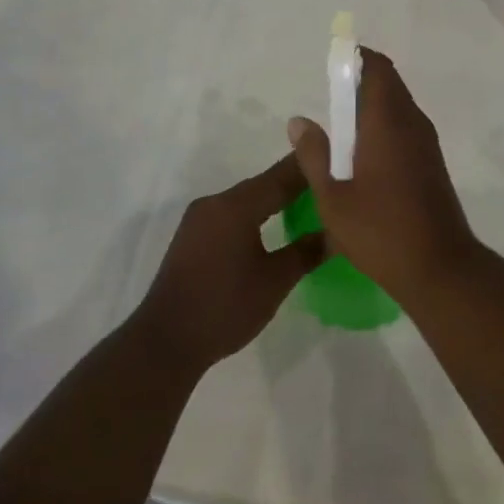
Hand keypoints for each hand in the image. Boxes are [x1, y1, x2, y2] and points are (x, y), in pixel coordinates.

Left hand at [134, 154, 325, 372]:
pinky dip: (255, 214)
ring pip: (246, 199)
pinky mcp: (192, 236)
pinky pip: (231, 214)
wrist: (165, 343)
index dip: (311, 166)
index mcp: (236, 206)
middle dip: (295, 182)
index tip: (339, 160)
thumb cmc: (224, 308)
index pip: (281, 176)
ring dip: (274, 199)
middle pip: (263, 184)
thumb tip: (336, 233)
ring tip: (307, 203)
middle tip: (329, 183)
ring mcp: (199, 219)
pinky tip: (272, 225)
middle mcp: (215, 202)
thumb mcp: (274, 282)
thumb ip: (306, 252)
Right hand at [286, 49, 480, 305]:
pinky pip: (406, 127)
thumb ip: (314, 155)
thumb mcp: (333, 197)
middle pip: (389, 85)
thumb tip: (299, 120)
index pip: (378, 69)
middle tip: (329, 96)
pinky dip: (384, 125)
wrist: (440, 268)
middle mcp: (412, 123)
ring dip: (373, 106)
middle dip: (360, 82)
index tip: (333, 61)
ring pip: (399, 107)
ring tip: (341, 127)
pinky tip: (363, 154)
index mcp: (388, 122)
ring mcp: (427, 143)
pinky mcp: (432, 163)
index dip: (357, 57)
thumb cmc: (380, 231)